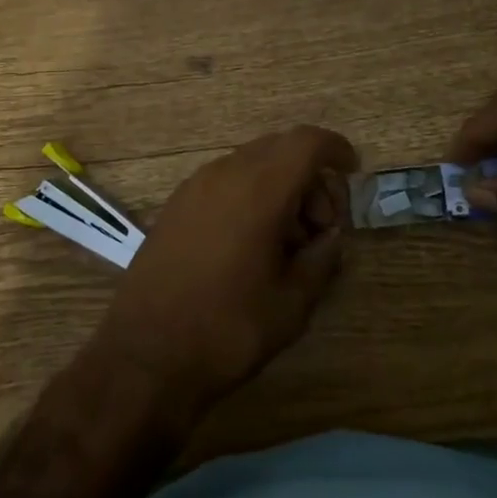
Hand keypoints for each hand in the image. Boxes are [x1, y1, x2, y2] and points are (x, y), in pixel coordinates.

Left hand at [93, 125, 358, 414]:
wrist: (143, 355)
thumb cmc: (228, 328)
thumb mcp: (292, 302)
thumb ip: (322, 258)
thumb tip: (330, 237)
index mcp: (259, 188)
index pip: (307, 142)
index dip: (336, 149)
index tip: (353, 174)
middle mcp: (225, 173)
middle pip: (280, 149)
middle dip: (310, 176)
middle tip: (322, 226)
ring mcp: (195, 186)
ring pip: (251, 164)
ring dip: (280, 187)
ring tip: (288, 242)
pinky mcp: (175, 205)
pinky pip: (225, 181)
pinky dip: (250, 195)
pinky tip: (252, 243)